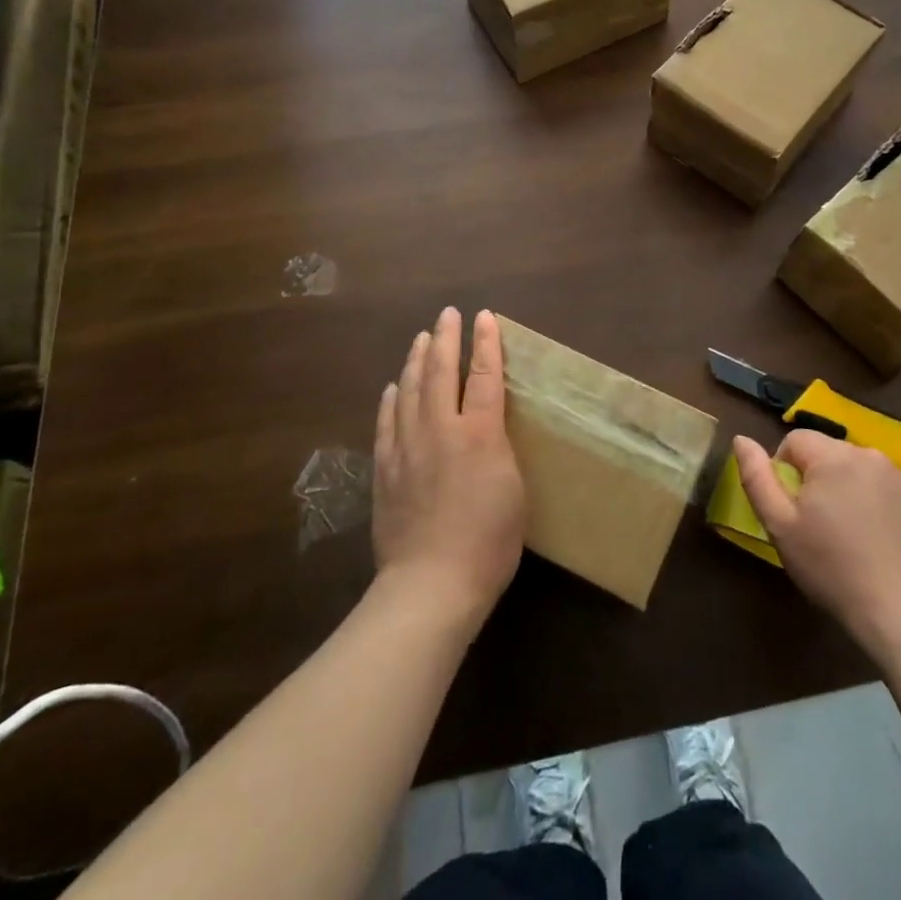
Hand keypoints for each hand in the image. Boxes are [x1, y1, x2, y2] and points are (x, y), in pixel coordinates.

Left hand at [372, 308, 525, 634]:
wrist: (431, 585)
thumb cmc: (489, 542)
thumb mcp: (515, 490)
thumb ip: (500, 449)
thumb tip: (488, 429)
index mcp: (480, 434)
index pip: (484, 376)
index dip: (485, 343)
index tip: (484, 317)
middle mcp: (441, 430)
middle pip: (441, 373)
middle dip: (446, 339)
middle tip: (447, 314)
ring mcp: (408, 448)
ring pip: (409, 391)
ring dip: (416, 360)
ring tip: (421, 338)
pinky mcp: (385, 470)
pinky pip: (386, 423)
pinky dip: (390, 399)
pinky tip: (392, 387)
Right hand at [734, 431, 900, 654]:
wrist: (900, 612)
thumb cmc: (831, 567)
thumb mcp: (780, 525)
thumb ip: (756, 477)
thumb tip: (741, 440)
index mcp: (832, 456)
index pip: (795, 440)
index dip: (783, 470)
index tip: (791, 509)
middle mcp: (868, 454)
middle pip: (827, 452)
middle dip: (816, 479)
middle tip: (816, 524)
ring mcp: (899, 475)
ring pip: (855, 468)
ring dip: (845, 487)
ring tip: (847, 532)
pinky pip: (883, 485)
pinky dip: (873, 500)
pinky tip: (875, 538)